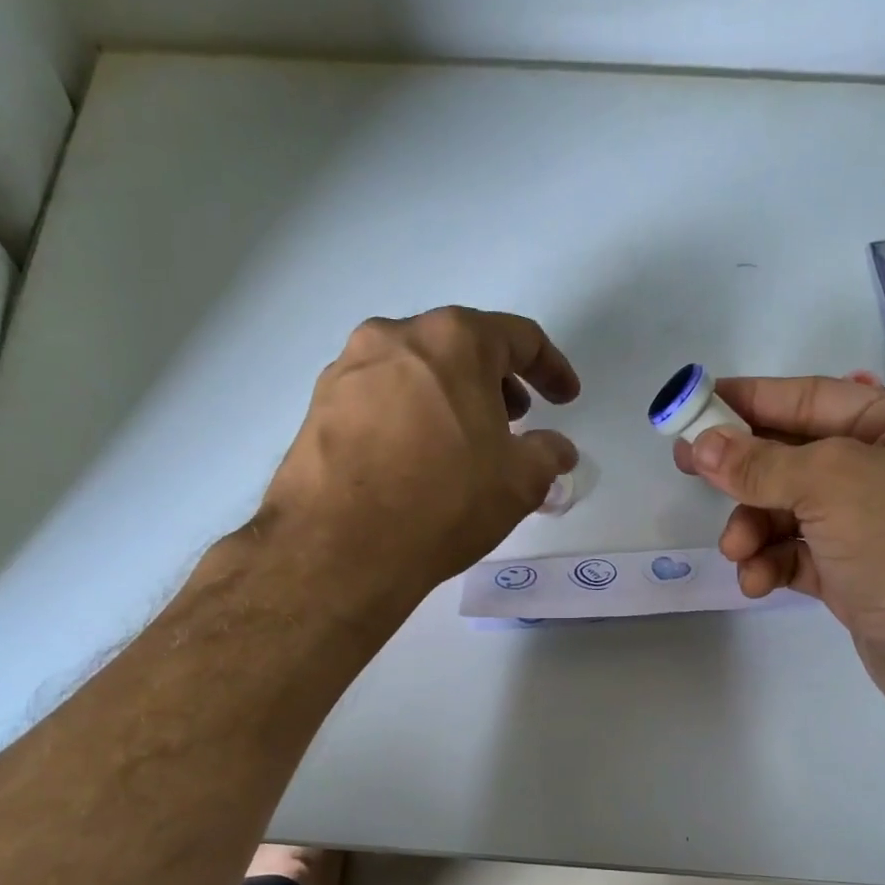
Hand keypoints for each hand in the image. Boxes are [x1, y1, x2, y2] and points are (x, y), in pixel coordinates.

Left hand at [255, 307, 579, 612]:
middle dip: (496, 382)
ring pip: (417, 371)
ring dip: (451, 398)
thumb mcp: (519, 482)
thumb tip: (557, 450)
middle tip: (514, 422)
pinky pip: (381, 398)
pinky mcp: (319, 405)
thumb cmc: (443, 501)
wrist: (338, 548)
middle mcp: (395, 337)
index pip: (519, 338)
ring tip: (464, 444)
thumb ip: (549, 455)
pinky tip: (416, 459)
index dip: (552, 368)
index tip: (566, 399)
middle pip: (461, 347)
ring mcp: (349, 368)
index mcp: (453, 340)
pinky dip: (410, 416)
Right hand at [673, 375, 884, 725]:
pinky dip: (774, 563)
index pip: (814, 398)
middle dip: (745, 471)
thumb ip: (761, 464)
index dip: (752, 399)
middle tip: (688, 469)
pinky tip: (757, 581)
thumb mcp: (832, 485)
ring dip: (755, 527)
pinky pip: (801, 555)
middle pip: (797, 457)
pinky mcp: (859, 575)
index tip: (697, 403)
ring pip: (792, 511)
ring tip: (737, 551)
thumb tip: (702, 445)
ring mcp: (876, 526)